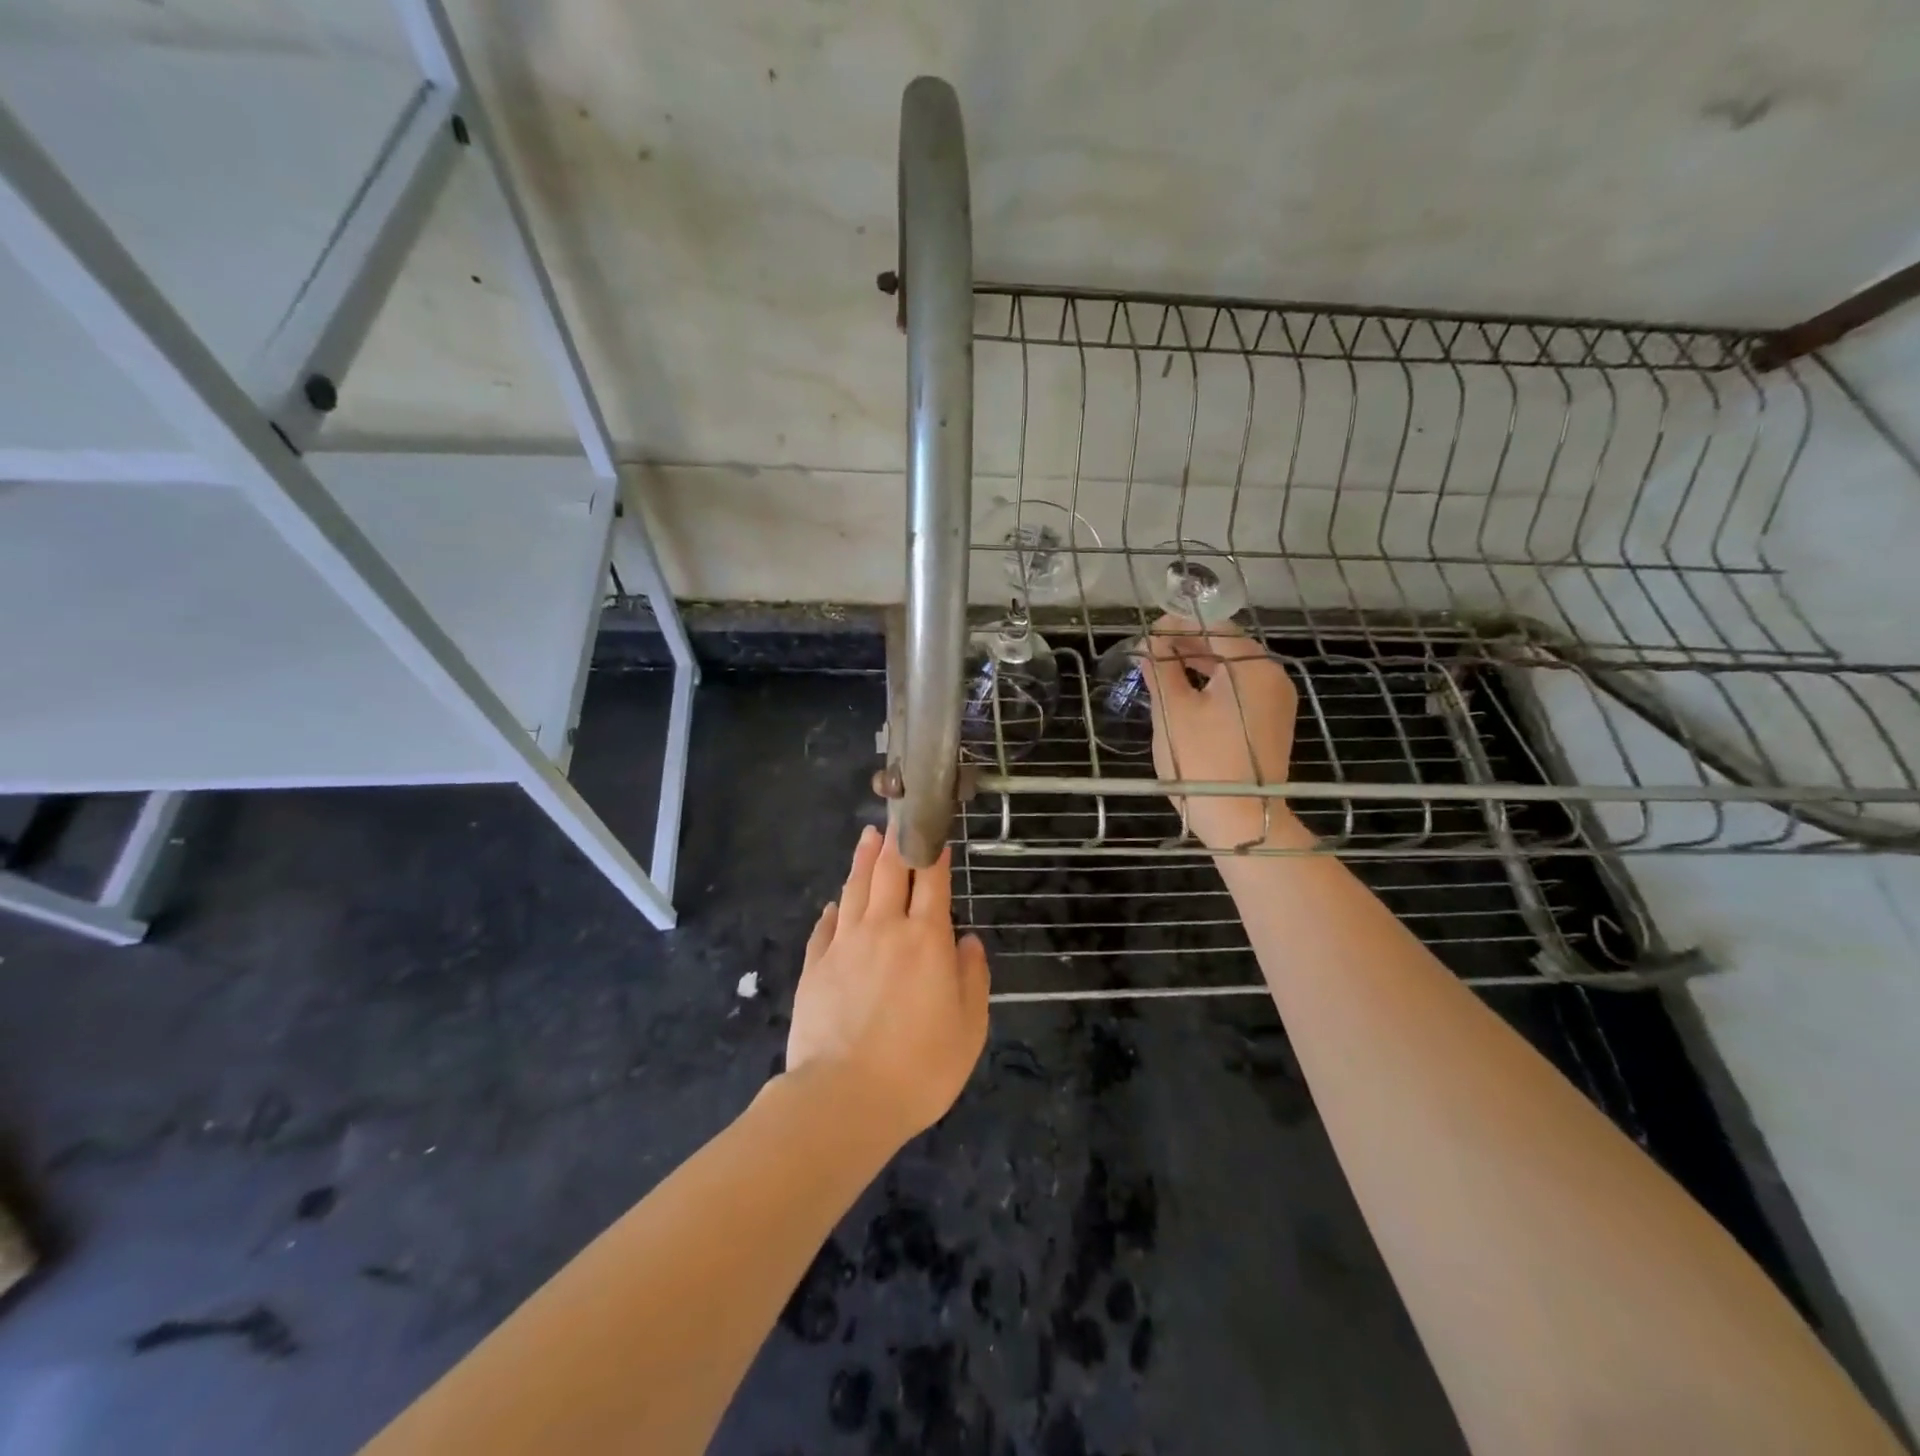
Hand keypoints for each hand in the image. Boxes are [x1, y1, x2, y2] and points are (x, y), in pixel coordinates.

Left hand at [786, 825, 990, 1141]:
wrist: (844, 1098)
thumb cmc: (920, 1067)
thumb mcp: (969, 1028)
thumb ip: (971, 978)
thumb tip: (967, 942)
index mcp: (925, 939)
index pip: (932, 881)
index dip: (934, 852)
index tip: (935, 830)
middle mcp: (884, 929)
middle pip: (889, 873)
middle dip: (895, 842)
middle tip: (896, 818)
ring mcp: (844, 945)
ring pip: (854, 890)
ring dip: (862, 861)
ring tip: (867, 837)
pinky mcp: (815, 967)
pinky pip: (825, 927)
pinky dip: (833, 910)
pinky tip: (834, 904)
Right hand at [1143, 615, 1302, 849]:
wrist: (1241, 821)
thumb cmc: (1202, 761)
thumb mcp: (1172, 710)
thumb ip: (1160, 668)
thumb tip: (1151, 642)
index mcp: (1252, 666)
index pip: (1212, 625)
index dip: (1176, 624)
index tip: (1146, 634)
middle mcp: (1272, 676)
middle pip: (1225, 645)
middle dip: (1185, 644)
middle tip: (1149, 652)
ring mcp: (1276, 701)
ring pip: (1231, 670)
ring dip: (1196, 665)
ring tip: (1161, 672)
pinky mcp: (1271, 723)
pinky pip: (1239, 691)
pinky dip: (1212, 686)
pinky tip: (1185, 695)